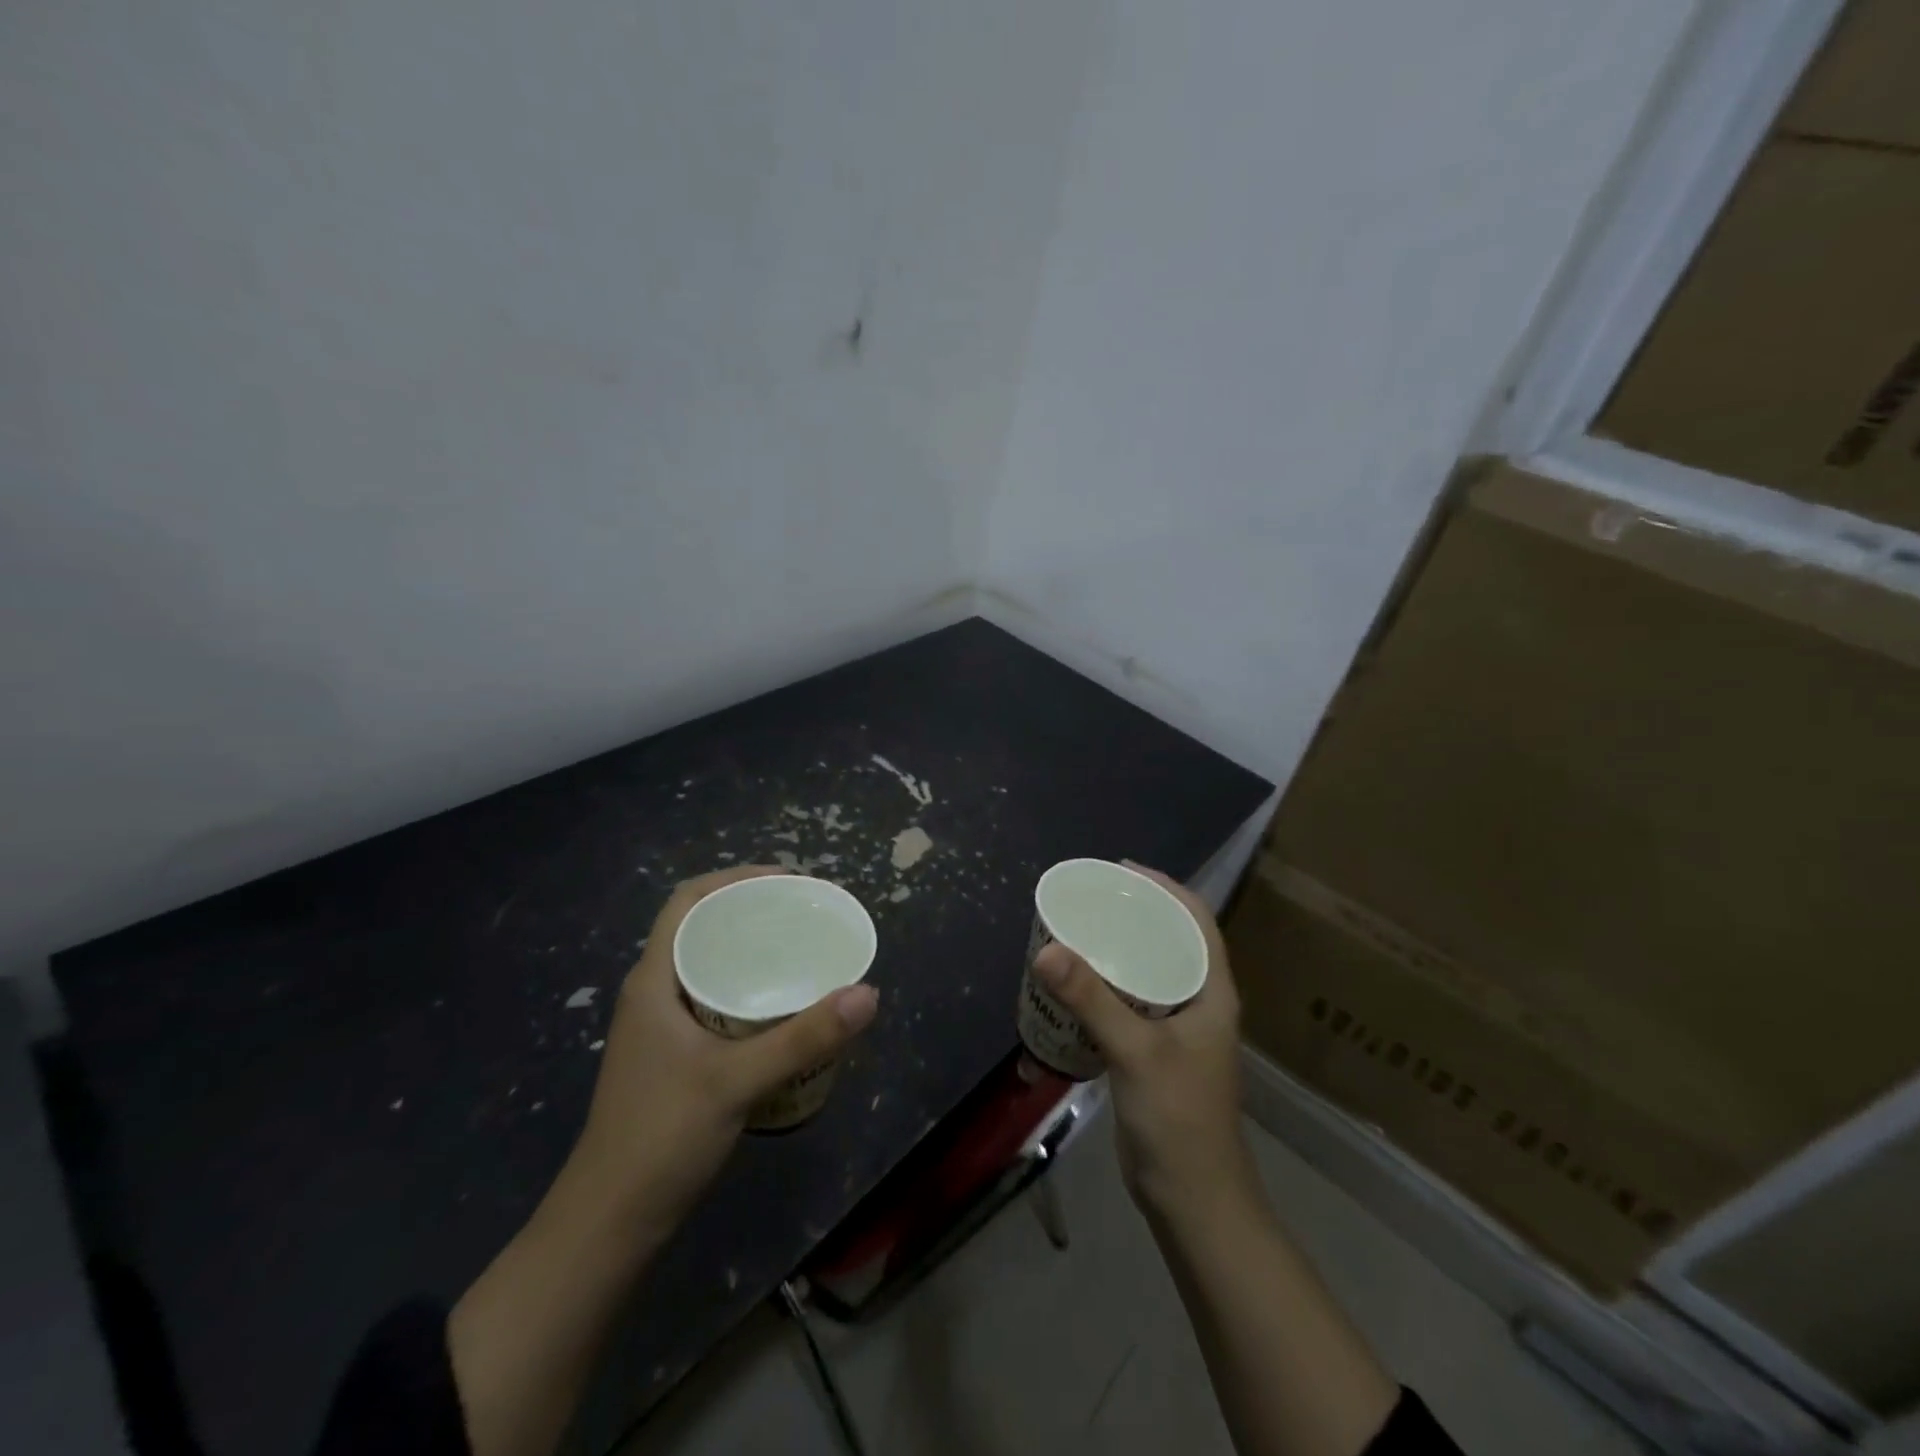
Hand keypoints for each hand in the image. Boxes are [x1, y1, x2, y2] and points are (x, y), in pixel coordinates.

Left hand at [566, 866, 880, 1227]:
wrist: (610, 1225)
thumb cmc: (662, 1138)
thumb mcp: (737, 1081)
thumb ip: (804, 1036)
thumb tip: (868, 992)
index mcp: (654, 980)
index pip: (688, 901)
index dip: (735, 878)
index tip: (787, 880)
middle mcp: (655, 993)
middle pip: (704, 928)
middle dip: (753, 911)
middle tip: (807, 913)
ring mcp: (662, 1027)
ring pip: (710, 966)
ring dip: (752, 951)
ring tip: (803, 950)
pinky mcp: (675, 1057)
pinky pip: (716, 1000)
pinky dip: (749, 989)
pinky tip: (784, 1007)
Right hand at [1032, 863, 1253, 1219]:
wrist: (1191, 1199)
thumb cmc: (1179, 1118)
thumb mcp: (1136, 1051)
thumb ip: (1092, 999)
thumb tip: (1046, 949)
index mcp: (1211, 992)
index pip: (1196, 920)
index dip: (1165, 888)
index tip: (1121, 870)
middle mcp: (1198, 1003)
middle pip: (1168, 941)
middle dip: (1133, 915)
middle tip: (1089, 900)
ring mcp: (1176, 1031)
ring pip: (1146, 973)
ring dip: (1116, 951)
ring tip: (1077, 933)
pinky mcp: (1153, 1053)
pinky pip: (1128, 1005)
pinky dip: (1103, 989)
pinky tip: (1073, 988)